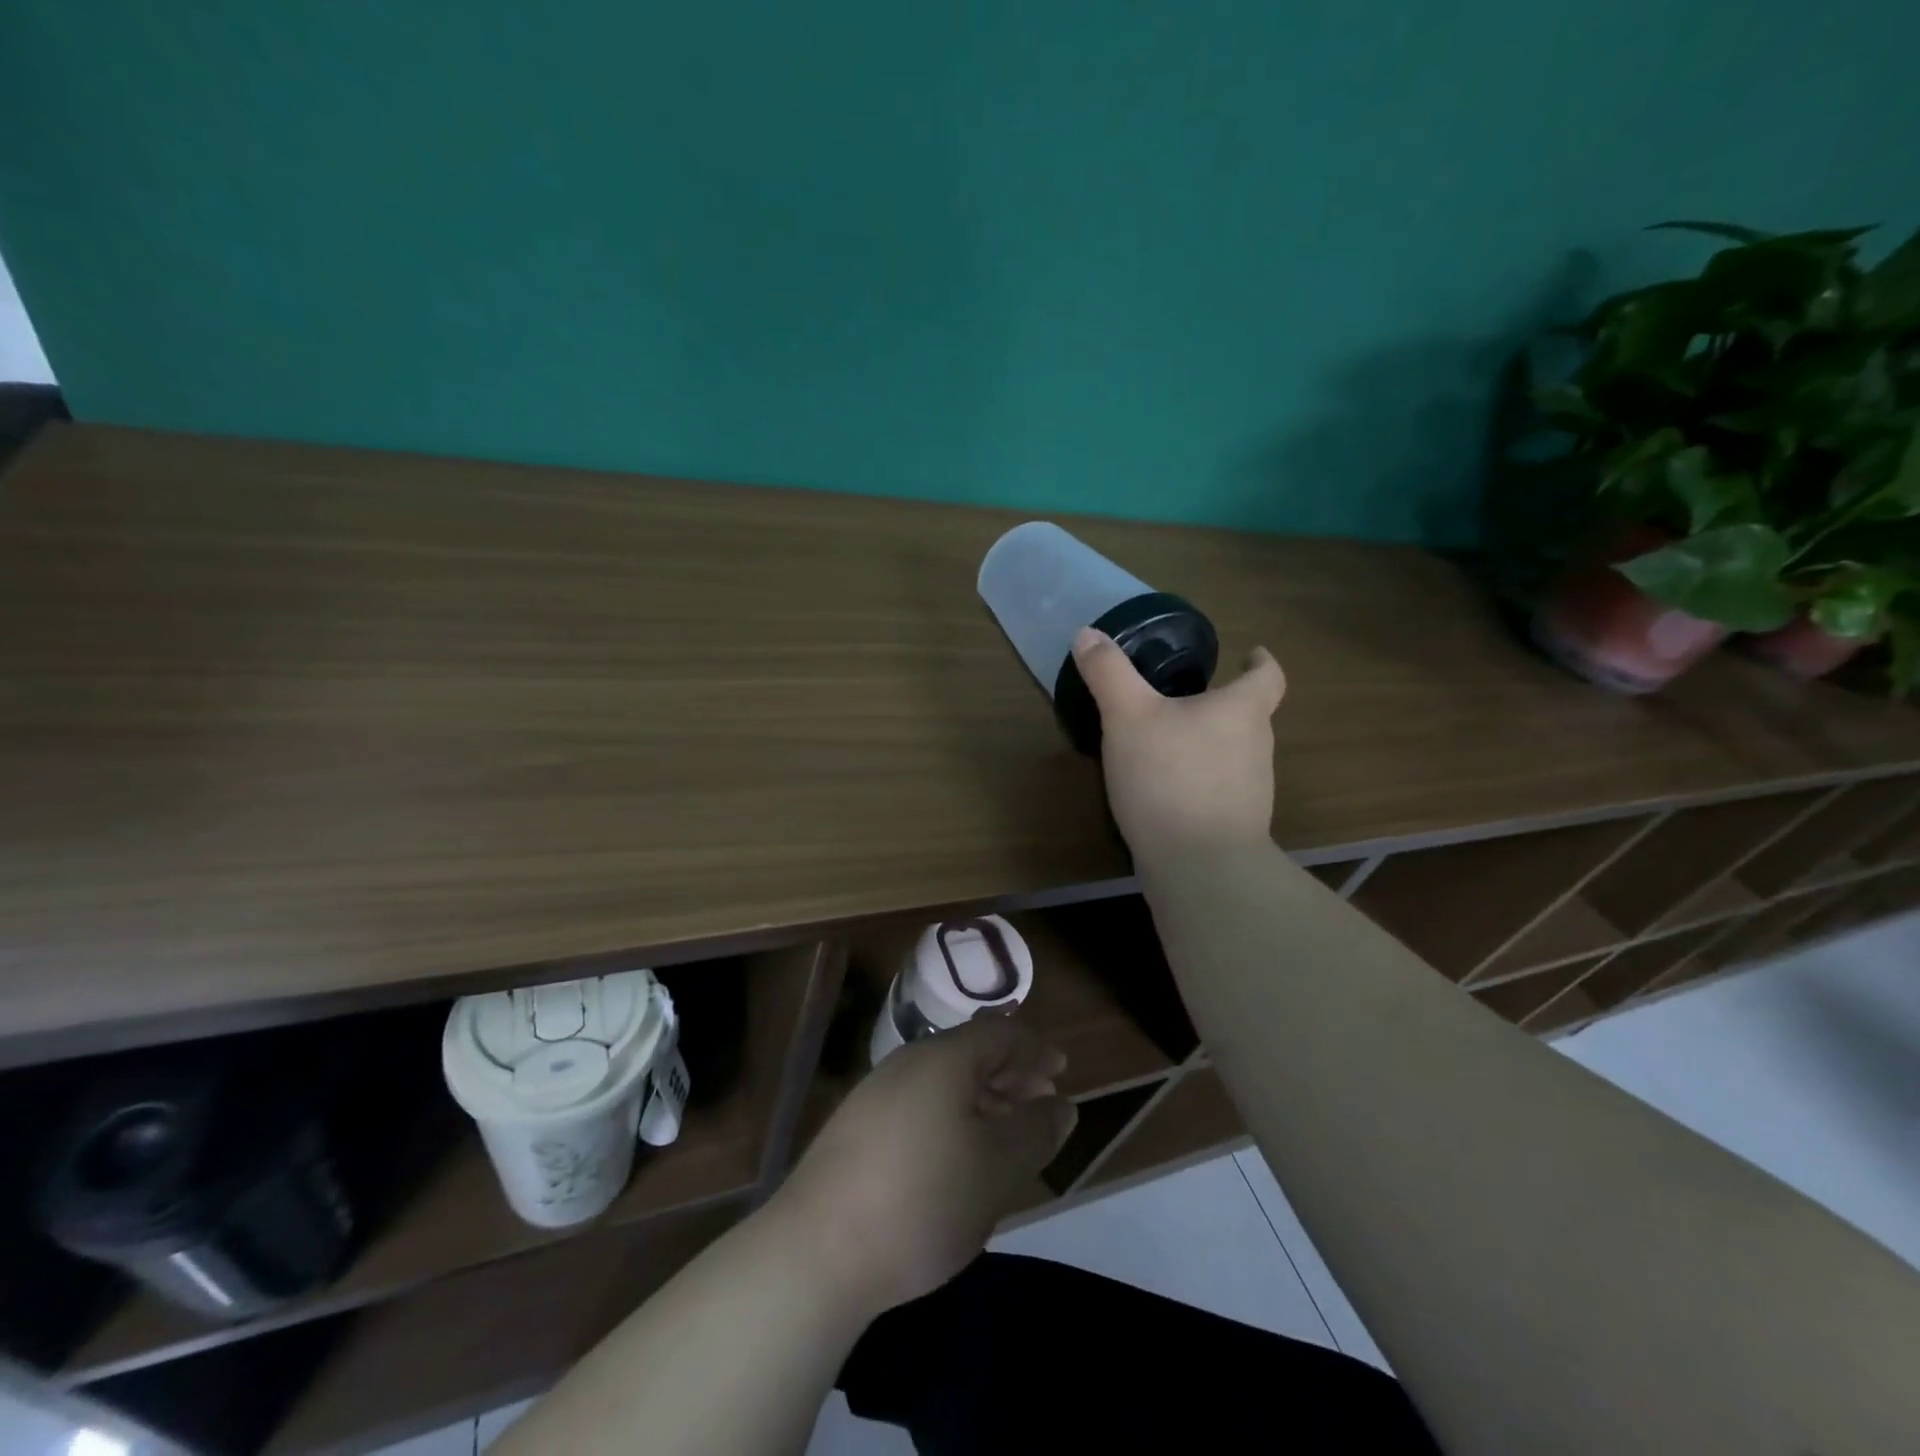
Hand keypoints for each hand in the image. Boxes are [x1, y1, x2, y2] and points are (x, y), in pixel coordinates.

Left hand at [774, 1016, 1075, 1314]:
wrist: (816, 1251)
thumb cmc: (923, 1200)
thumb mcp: (997, 1169)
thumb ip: (1035, 1132)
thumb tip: (1061, 1105)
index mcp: (943, 1058)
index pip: (999, 1033)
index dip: (1035, 1048)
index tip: (1062, 1070)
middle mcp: (907, 1063)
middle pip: (969, 1052)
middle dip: (1010, 1074)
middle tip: (1040, 1104)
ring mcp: (875, 1095)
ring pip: (943, 1081)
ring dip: (981, 1098)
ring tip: (1005, 1133)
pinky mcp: (856, 1129)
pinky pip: (919, 1104)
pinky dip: (951, 1116)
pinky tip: (957, 1157)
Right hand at [1071, 627, 1286, 856]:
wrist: (1199, 866)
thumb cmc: (1169, 778)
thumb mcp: (1128, 716)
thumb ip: (1108, 673)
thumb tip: (1088, 633)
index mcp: (1242, 711)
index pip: (1268, 676)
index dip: (1260, 661)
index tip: (1249, 653)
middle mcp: (1257, 747)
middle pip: (1249, 715)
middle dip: (1223, 703)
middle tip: (1186, 697)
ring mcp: (1251, 790)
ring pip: (1234, 753)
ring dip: (1209, 743)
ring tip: (1169, 742)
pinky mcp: (1235, 824)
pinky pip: (1218, 788)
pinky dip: (1198, 780)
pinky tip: (1165, 789)